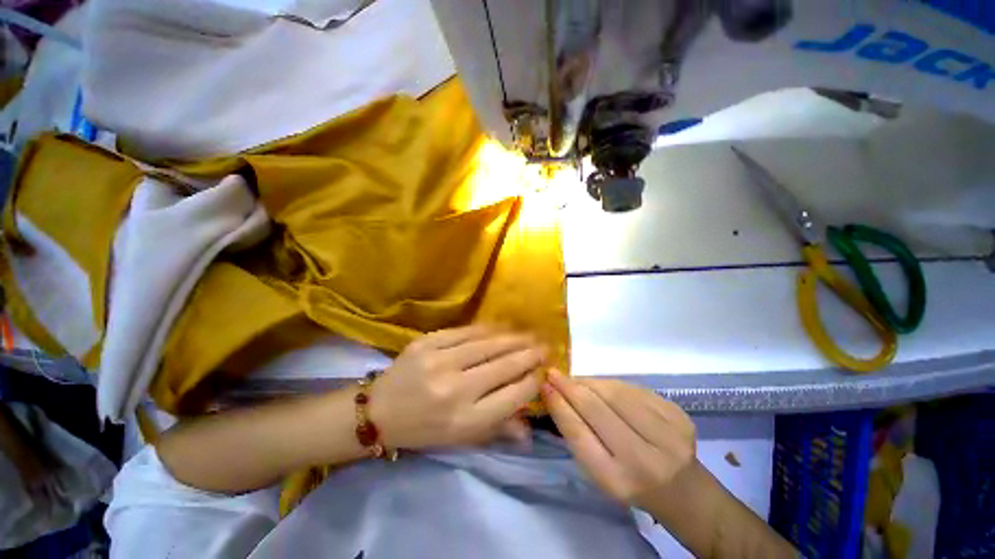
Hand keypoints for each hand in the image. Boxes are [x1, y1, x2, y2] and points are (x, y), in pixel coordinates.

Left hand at [370, 326, 545, 449]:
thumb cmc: (424, 429)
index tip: (543, 370)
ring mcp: (439, 362)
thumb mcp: (461, 439)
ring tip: (529, 334)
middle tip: (545, 345)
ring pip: (488, 344)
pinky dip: (488, 329)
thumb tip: (530, 429)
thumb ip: (498, 430)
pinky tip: (502, 327)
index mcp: (466, 420)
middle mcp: (456, 390)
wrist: (378, 411)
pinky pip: (466, 331)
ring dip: (513, 338)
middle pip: (504, 366)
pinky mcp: (427, 342)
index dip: (532, 380)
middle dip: (529, 354)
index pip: (512, 396)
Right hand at [543, 370, 695, 508]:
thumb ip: (578, 435)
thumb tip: (555, 395)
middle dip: (571, 386)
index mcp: (618, 481)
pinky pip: (634, 389)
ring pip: (616, 392)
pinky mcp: (679, 416)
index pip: (579, 433)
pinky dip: (613, 384)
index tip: (544, 385)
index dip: (559, 405)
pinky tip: (604, 387)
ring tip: (576, 380)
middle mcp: (645, 459)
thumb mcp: (599, 473)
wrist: (686, 492)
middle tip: (554, 373)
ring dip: (590, 382)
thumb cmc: (632, 485)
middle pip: (597, 408)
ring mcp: (668, 434)